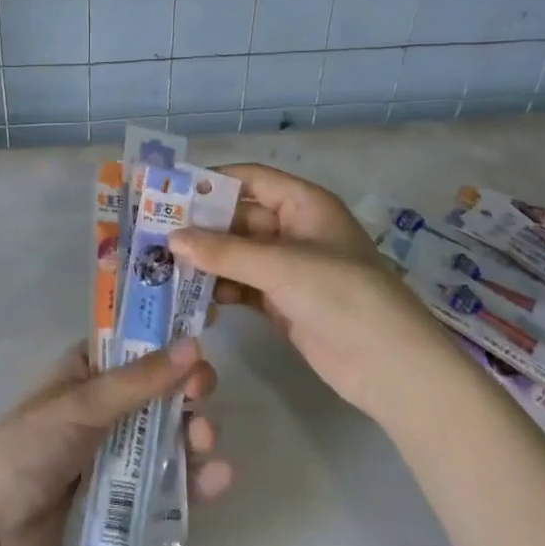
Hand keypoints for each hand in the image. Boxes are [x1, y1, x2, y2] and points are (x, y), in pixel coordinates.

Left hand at [0, 339, 230, 545]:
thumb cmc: (26, 455)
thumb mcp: (80, 408)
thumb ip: (138, 381)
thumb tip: (193, 343)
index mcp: (86, 371)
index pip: (134, 342)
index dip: (169, 337)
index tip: (205, 332)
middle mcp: (105, 406)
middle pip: (160, 389)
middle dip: (187, 389)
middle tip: (203, 395)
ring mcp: (117, 453)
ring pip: (168, 434)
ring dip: (193, 432)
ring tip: (205, 441)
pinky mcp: (127, 499)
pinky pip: (169, 482)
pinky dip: (195, 478)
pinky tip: (219, 478)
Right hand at [172, 164, 454, 423]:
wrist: (391, 366)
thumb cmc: (342, 295)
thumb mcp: (282, 267)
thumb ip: (225, 252)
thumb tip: (173, 237)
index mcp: (303, 203)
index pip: (250, 178)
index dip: (211, 181)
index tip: (168, 190)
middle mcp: (294, 229)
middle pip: (239, 217)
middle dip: (201, 226)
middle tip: (153, 234)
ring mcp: (289, 268)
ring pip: (237, 254)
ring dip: (206, 260)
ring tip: (162, 267)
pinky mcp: (283, 302)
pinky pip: (242, 286)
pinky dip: (219, 290)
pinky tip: (190, 298)